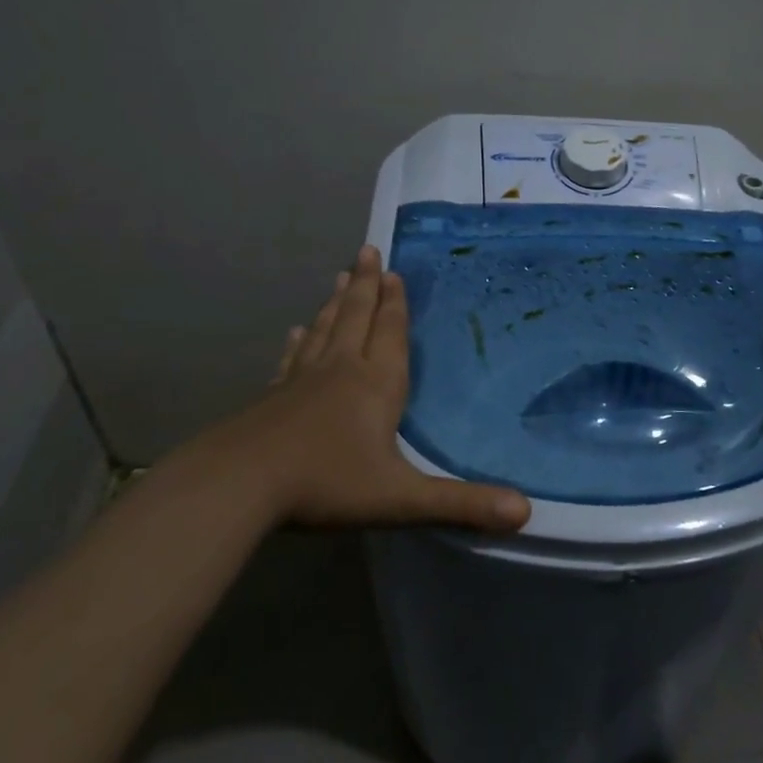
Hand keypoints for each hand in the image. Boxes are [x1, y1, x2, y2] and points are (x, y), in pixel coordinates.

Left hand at [176, 246, 530, 531]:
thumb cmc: (326, 484)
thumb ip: (462, 504)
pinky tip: (296, 333)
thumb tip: (526, 512)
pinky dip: (299, 342)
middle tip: (367, 250)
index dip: (395, 303)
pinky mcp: (271, 398)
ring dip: (336, 303)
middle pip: (356, 318)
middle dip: (366, 285)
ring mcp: (301, 382)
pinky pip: (292, 360)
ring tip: (340, 277)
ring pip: (325, 331)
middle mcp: (340, 371)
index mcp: (375, 385)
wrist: (236, 485)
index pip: (389, 333)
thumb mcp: (401, 498)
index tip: (393, 271)